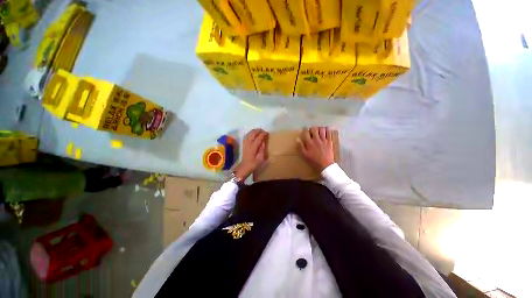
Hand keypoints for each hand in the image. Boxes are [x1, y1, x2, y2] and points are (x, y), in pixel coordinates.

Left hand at [234, 129, 268, 179]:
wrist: (245, 167)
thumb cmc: (254, 164)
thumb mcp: (261, 158)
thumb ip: (262, 149)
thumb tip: (263, 141)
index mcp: (253, 147)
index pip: (258, 137)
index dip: (263, 134)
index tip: (267, 133)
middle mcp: (248, 143)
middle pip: (253, 133)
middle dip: (259, 131)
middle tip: (264, 131)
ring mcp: (245, 143)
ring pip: (249, 133)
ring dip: (254, 131)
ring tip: (259, 131)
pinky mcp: (244, 144)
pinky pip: (246, 135)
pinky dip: (250, 133)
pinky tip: (253, 133)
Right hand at [297, 127, 334, 170]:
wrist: (325, 165)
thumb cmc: (313, 161)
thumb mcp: (304, 155)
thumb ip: (300, 147)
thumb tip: (297, 139)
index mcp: (309, 143)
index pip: (305, 132)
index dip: (304, 129)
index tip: (304, 130)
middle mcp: (316, 139)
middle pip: (313, 129)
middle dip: (311, 128)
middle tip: (311, 131)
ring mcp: (323, 140)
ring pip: (321, 129)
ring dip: (319, 128)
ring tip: (318, 131)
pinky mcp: (329, 141)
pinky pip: (329, 132)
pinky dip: (326, 130)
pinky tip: (325, 131)